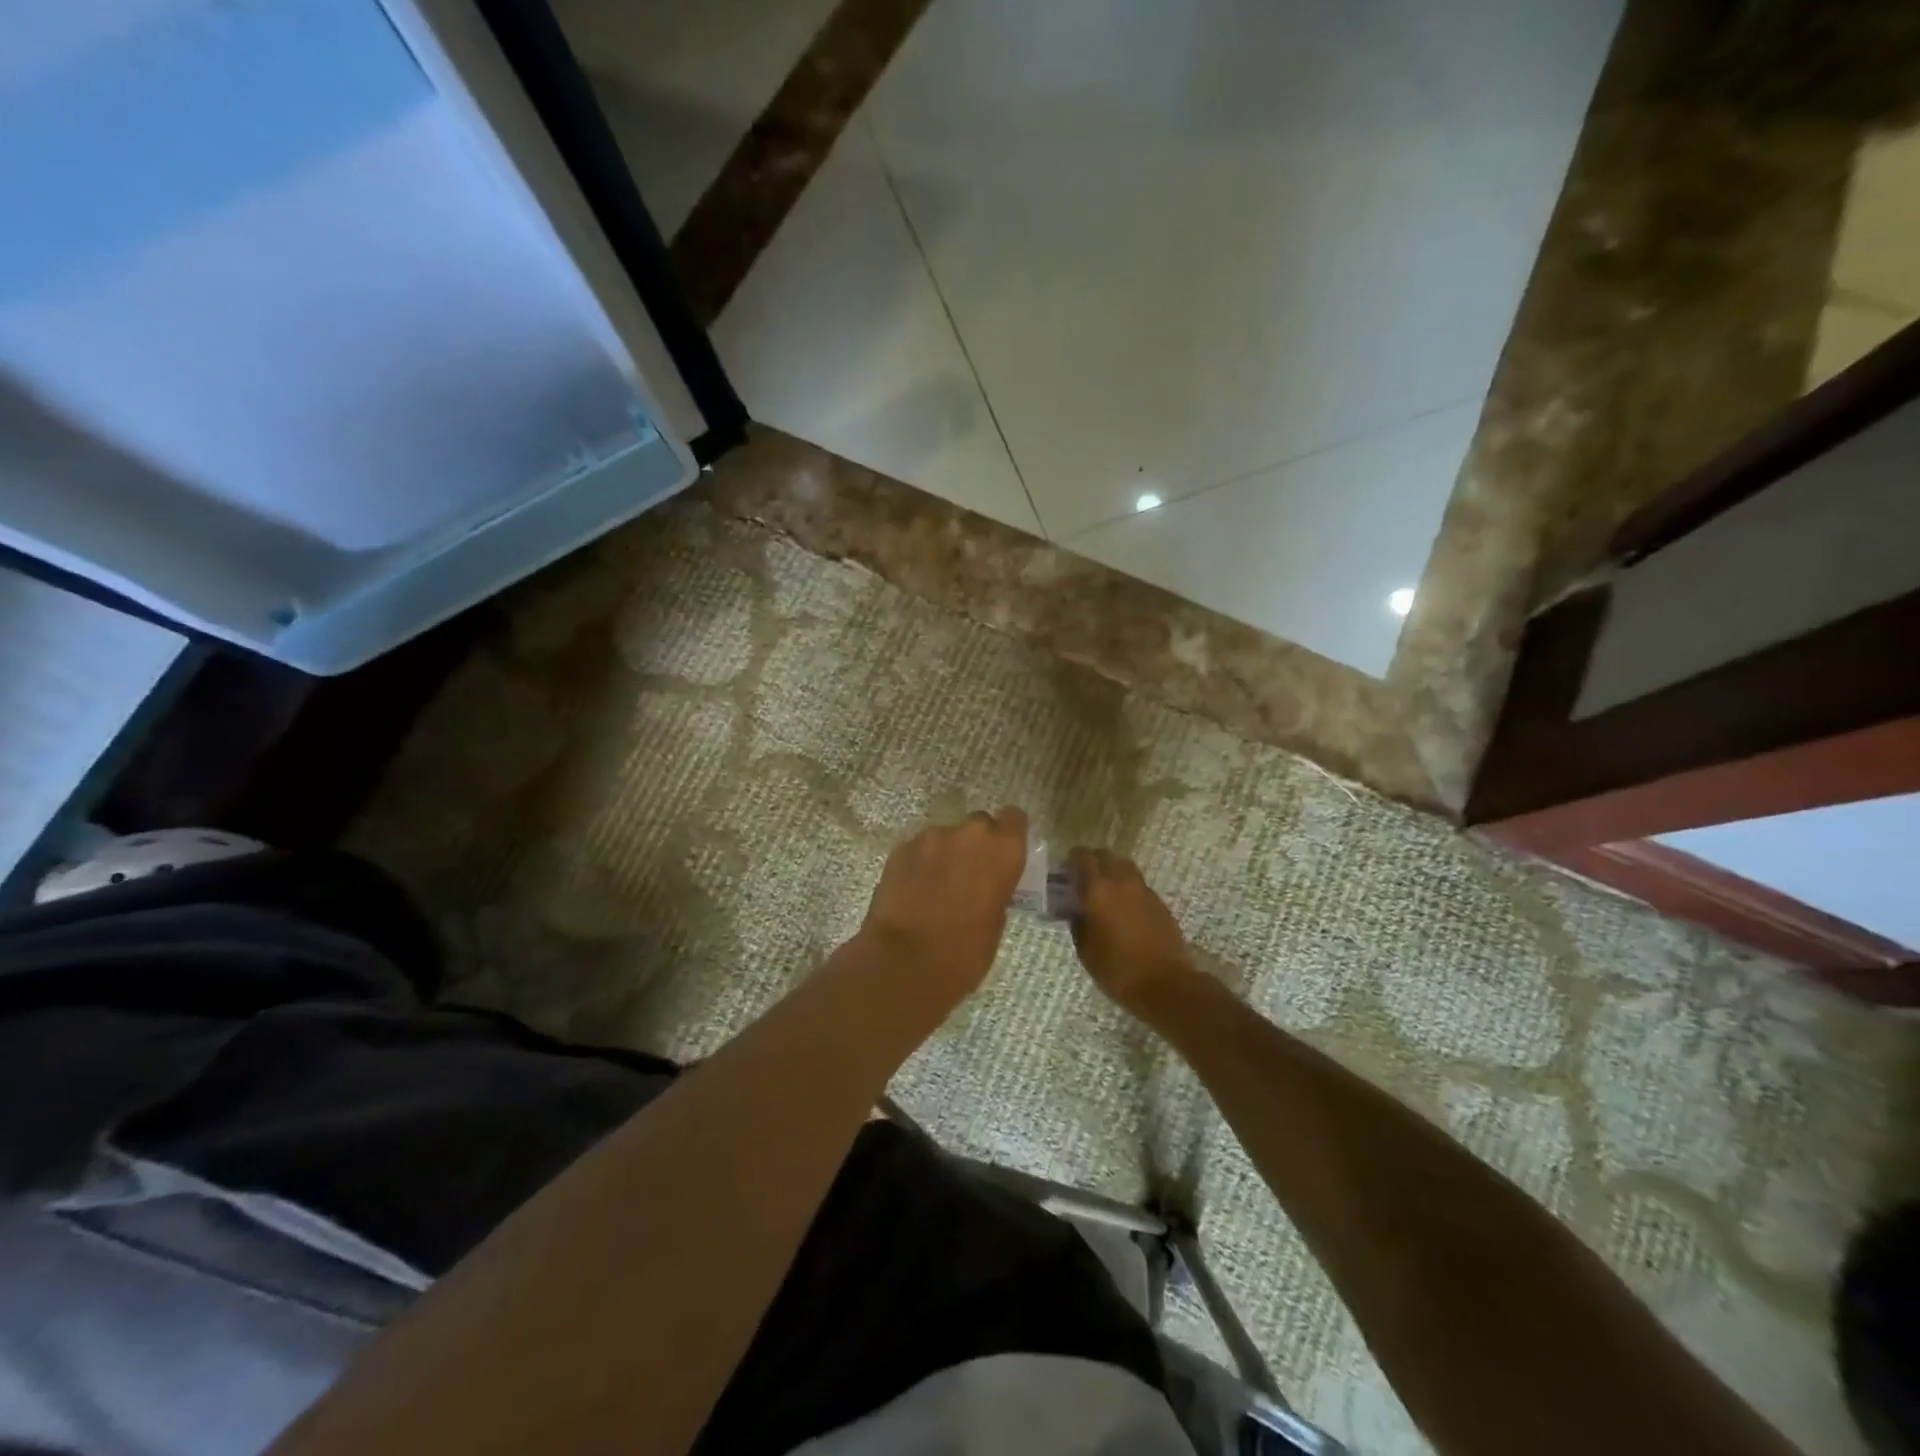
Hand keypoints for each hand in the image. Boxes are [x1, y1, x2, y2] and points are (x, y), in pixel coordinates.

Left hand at [856, 807, 1029, 1010]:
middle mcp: (970, 834)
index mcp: (1003, 850)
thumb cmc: (964, 952)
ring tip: (935, 886)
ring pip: (945, 837)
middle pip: (978, 824)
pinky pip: (918, 849)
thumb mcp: (996, 921)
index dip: (1009, 832)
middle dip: (975, 844)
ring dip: (945, 854)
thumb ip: (996, 889)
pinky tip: (913, 890)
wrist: (906, 961)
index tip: (1003, 851)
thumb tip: (985, 886)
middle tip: (968, 874)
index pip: (1014, 818)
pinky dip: (919, 863)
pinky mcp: (901, 848)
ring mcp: (932, 837)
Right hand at [1066, 848, 1199, 1017]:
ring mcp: (1144, 890)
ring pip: (1124, 866)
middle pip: (1105, 855)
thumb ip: (1078, 923)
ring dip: (1112, 871)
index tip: (1065, 870)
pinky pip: (1138, 884)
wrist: (1165, 984)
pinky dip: (1127, 887)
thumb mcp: (1085, 950)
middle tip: (1083, 878)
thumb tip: (1078, 911)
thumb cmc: (1117, 969)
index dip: (1072, 859)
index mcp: (1098, 890)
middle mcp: (1121, 882)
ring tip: (1104, 891)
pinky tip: (1123, 908)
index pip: (1082, 857)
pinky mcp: (1159, 902)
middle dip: (1092, 861)